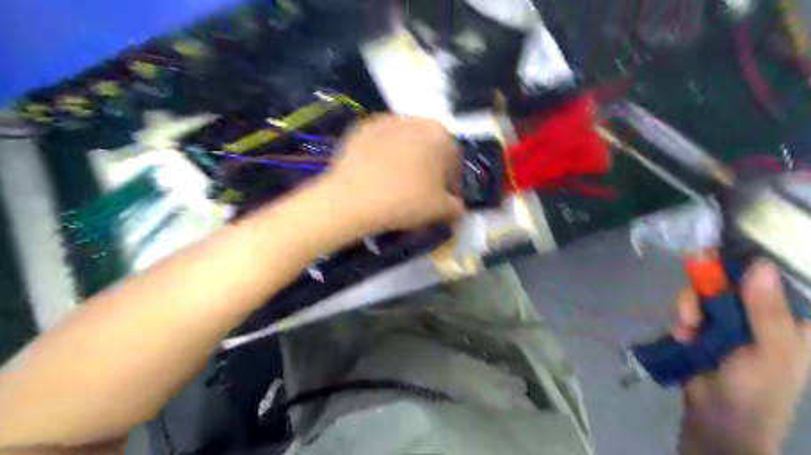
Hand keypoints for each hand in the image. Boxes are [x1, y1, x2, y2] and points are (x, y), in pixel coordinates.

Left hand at [320, 113, 465, 234]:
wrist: (353, 198)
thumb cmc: (406, 200)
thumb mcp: (441, 210)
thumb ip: (457, 208)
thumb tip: (457, 209)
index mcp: (440, 133)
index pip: (453, 161)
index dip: (451, 184)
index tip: (444, 202)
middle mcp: (414, 119)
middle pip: (428, 149)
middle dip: (428, 170)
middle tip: (421, 194)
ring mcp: (384, 121)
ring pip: (403, 145)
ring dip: (406, 163)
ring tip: (397, 187)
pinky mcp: (359, 129)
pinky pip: (379, 146)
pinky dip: (382, 160)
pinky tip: (376, 179)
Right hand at [676, 260, 809, 454]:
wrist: (717, 418)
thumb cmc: (757, 389)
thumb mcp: (770, 352)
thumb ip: (766, 311)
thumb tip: (759, 264)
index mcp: (790, 321)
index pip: (774, 280)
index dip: (749, 263)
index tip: (721, 252)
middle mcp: (759, 316)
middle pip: (732, 282)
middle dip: (708, 286)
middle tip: (693, 292)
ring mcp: (729, 323)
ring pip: (705, 294)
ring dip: (690, 306)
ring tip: (685, 326)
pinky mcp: (703, 329)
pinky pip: (689, 310)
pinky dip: (682, 319)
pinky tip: (682, 334)